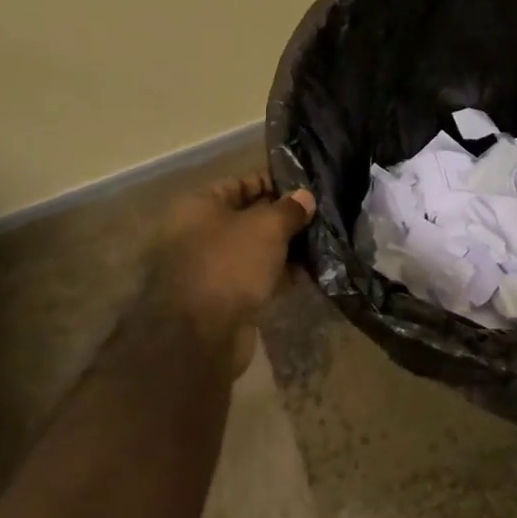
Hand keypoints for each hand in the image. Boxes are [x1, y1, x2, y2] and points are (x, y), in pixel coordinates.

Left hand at [145, 174, 315, 376]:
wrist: (200, 335)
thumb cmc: (229, 263)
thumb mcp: (266, 227)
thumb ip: (289, 209)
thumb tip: (305, 196)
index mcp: (199, 206)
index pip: (239, 183)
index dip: (272, 183)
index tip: (304, 187)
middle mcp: (198, 233)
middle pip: (247, 217)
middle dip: (281, 218)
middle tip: (318, 218)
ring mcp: (208, 268)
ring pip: (252, 250)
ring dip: (282, 249)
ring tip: (318, 246)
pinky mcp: (220, 299)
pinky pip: (252, 277)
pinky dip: (275, 275)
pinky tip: (304, 275)